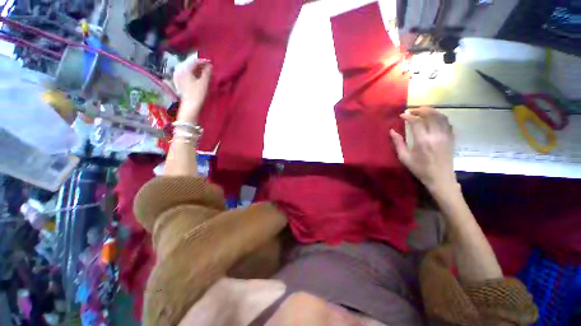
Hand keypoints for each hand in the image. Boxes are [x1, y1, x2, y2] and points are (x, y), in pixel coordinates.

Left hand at [173, 57, 212, 122]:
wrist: (190, 106)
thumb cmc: (197, 94)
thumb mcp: (204, 82)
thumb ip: (207, 73)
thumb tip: (210, 66)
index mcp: (184, 69)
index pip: (194, 62)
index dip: (203, 61)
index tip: (210, 63)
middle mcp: (179, 71)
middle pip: (190, 65)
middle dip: (199, 65)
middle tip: (208, 68)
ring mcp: (178, 77)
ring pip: (188, 70)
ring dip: (196, 70)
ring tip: (204, 73)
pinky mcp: (179, 83)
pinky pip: (186, 74)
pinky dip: (193, 74)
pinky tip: (198, 77)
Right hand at [390, 107, 456, 192]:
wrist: (440, 178)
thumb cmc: (420, 169)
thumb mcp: (404, 158)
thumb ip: (398, 143)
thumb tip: (392, 131)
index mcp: (422, 141)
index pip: (416, 122)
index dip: (408, 116)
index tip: (401, 115)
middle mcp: (436, 135)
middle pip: (431, 115)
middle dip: (421, 110)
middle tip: (412, 110)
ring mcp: (446, 136)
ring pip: (441, 116)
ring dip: (432, 111)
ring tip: (423, 111)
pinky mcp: (451, 138)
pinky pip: (447, 123)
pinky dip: (440, 117)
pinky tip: (434, 119)